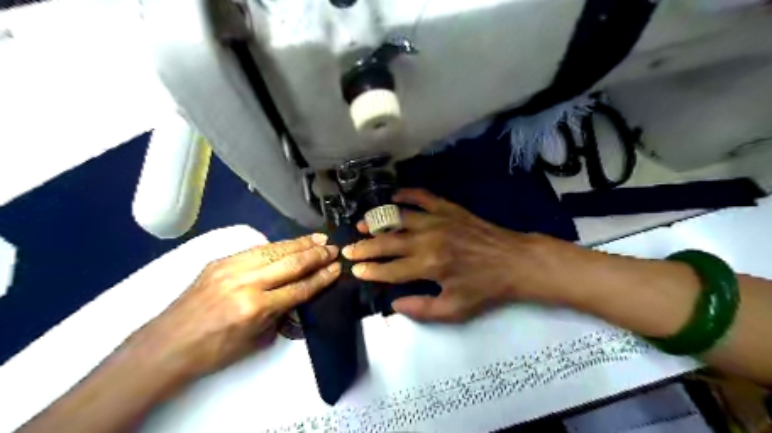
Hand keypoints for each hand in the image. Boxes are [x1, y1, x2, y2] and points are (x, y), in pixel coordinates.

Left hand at [132, 232, 339, 376]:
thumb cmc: (215, 351)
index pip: (300, 288)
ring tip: (319, 238)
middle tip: (334, 249)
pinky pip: (256, 249)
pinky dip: (278, 245)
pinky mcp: (221, 261)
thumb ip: (281, 313)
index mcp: (256, 308)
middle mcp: (246, 283)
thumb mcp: (257, 340)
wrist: (168, 344)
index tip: (337, 268)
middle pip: (291, 263)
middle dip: (317, 255)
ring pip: (275, 250)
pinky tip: (291, 243)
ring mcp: (231, 268)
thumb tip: (299, 294)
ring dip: (301, 243)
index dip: (322, 277)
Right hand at [344, 189, 555, 320]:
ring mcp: (439, 220)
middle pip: (388, 242)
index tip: (355, 270)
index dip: (370, 271)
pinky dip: (406, 194)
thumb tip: (394, 304)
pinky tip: (393, 196)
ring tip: (362, 224)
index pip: (390, 270)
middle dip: (365, 247)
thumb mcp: (455, 310)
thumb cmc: (485, 288)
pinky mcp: (449, 209)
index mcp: (429, 266)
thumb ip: (422, 309)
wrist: (515, 261)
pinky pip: (423, 196)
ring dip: (378, 220)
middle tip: (348, 249)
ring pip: (399, 217)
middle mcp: (429, 240)